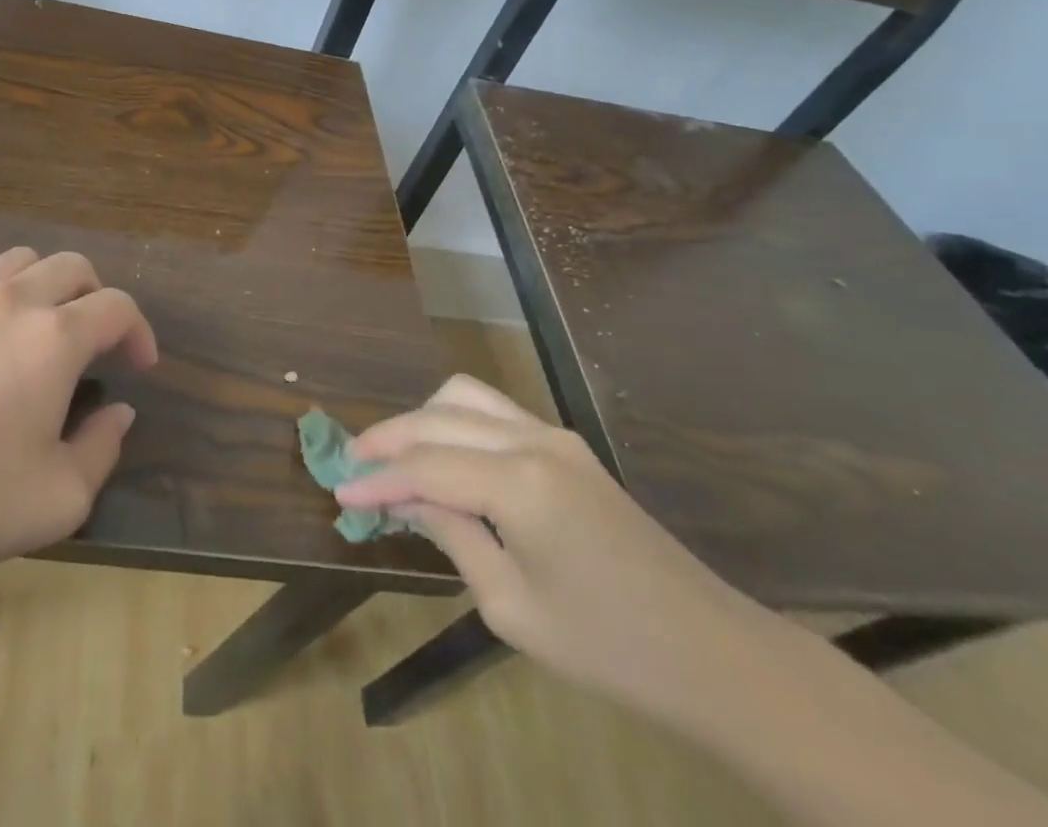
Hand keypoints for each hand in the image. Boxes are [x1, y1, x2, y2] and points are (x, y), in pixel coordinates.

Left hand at [0, 247, 157, 612]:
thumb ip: (103, 448)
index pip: (117, 306)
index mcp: (53, 338)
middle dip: (96, 296)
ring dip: (41, 285)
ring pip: (14, 260)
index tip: (139, 367)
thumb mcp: (58, 500)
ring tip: (35, 329)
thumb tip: (118, 412)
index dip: (139, 331)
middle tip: (94, 342)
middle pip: (70, 266)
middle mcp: (7, 302)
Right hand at [338, 375, 787, 728]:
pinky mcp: (566, 444)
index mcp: (519, 483)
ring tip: (392, 454)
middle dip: (388, 437)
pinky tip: (440, 453)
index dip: (377, 478)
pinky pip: (494, 411)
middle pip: (438, 417)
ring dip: (421, 418)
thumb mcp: (510, 606)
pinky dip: (454, 421)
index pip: (425, 466)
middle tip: (352, 464)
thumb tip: (402, 498)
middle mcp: (533, 440)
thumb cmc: (607, 646)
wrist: (710, 651)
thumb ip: (451, 535)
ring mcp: (554, 435)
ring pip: (465, 396)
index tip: (337, 489)